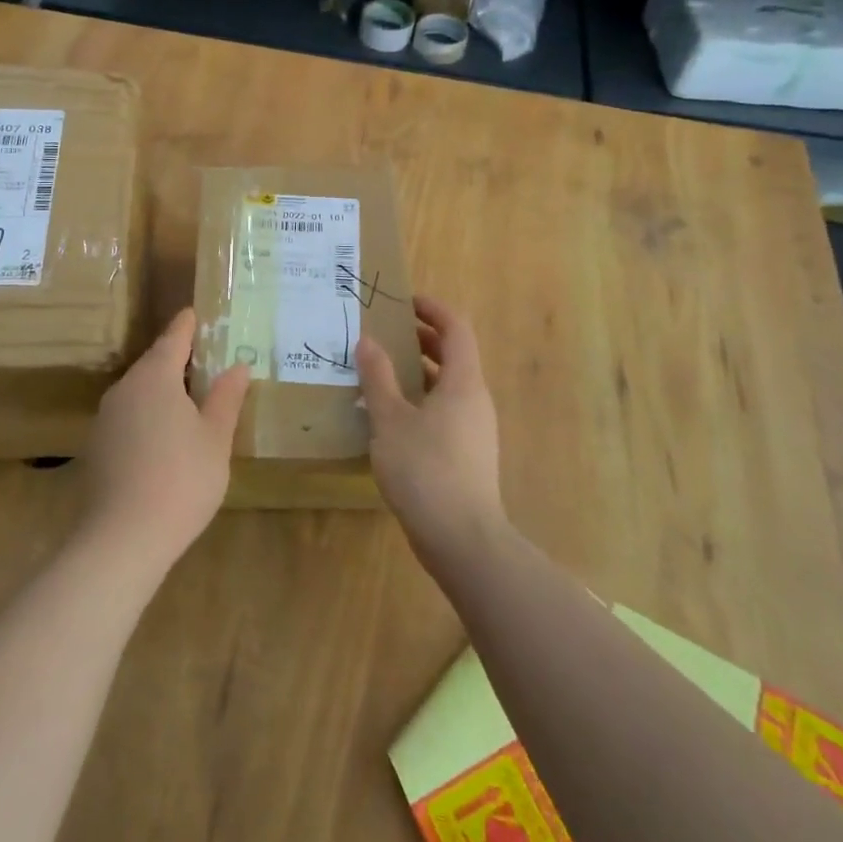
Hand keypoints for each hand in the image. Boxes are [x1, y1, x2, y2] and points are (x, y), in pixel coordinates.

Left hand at [82, 308, 249, 575]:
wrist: (123, 539)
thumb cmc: (181, 479)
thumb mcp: (215, 438)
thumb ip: (226, 398)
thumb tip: (238, 366)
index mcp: (155, 378)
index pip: (173, 339)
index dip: (187, 326)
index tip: (195, 313)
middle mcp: (125, 389)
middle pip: (153, 364)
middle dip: (177, 359)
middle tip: (203, 357)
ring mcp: (106, 419)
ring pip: (139, 392)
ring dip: (162, 389)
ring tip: (189, 397)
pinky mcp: (98, 447)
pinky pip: (129, 416)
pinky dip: (148, 415)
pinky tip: (164, 436)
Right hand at [355, 295, 507, 571]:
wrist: (462, 540)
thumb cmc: (425, 470)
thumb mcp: (391, 420)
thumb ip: (378, 378)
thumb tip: (367, 341)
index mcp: (463, 383)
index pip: (456, 328)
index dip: (433, 309)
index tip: (404, 302)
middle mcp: (474, 400)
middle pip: (453, 355)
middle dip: (420, 339)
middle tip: (383, 334)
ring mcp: (474, 429)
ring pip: (446, 386)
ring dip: (417, 372)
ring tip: (379, 372)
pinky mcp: (466, 454)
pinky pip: (443, 411)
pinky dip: (419, 400)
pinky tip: (388, 417)